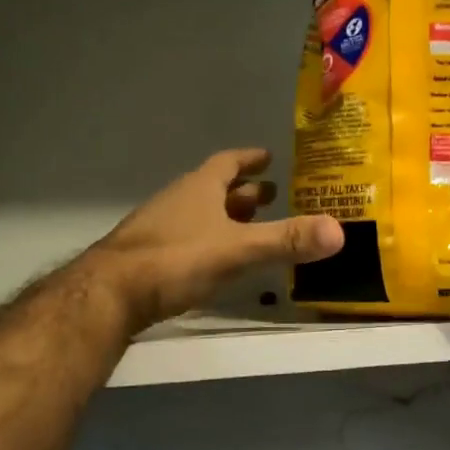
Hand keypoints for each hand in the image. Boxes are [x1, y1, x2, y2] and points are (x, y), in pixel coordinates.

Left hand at [77, 148, 343, 333]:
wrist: (110, 293)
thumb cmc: (175, 260)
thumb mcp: (237, 249)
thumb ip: (286, 240)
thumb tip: (340, 231)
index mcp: (199, 188)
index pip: (228, 163)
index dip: (249, 159)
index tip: (268, 156)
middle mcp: (179, 200)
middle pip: (215, 189)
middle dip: (244, 192)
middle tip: (272, 196)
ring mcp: (160, 228)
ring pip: (200, 214)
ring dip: (226, 217)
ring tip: (251, 227)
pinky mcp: (149, 256)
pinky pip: (188, 238)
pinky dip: (209, 241)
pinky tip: (218, 260)